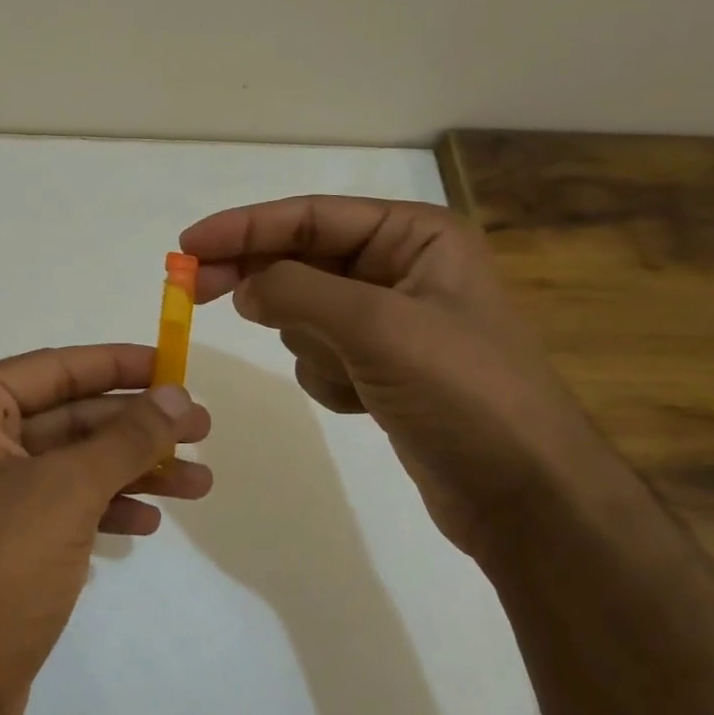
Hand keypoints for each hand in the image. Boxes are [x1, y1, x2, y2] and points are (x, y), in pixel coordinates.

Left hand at [0, 345, 211, 714]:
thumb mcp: (68, 492)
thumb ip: (126, 439)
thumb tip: (177, 395)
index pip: (54, 369)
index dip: (119, 364)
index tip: (175, 363)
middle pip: (68, 414)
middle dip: (135, 425)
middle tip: (203, 427)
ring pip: (71, 461)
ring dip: (132, 469)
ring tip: (200, 483)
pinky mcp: (0, 532)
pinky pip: (61, 501)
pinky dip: (104, 506)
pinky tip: (149, 522)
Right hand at [180, 197, 623, 557]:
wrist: (524, 496)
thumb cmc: (463, 393)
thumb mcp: (375, 327)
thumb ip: (296, 291)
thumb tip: (243, 286)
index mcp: (414, 237)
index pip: (310, 217)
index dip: (243, 228)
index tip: (188, 246)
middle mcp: (400, 268)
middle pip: (298, 260)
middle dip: (259, 281)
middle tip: (195, 292)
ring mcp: (388, 320)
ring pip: (303, 311)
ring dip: (310, 343)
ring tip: (352, 375)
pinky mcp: (379, 366)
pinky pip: (318, 353)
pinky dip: (326, 376)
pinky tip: (363, 401)